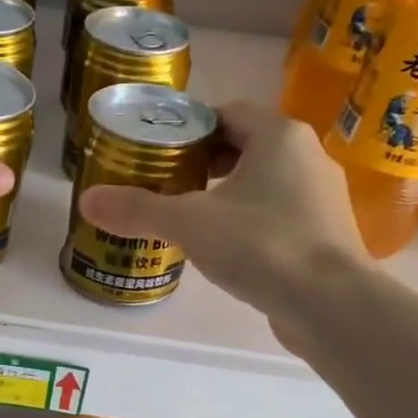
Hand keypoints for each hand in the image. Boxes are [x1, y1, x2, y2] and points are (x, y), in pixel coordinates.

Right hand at [78, 102, 368, 312]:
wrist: (331, 304)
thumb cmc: (261, 244)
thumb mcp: (189, 223)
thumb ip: (137, 209)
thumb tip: (87, 200)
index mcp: (279, 136)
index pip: (228, 114)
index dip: (191, 129)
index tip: (160, 152)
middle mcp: (308, 156)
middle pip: (246, 146)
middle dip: (205, 163)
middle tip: (167, 184)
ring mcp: (322, 197)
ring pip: (264, 183)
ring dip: (228, 194)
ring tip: (189, 218)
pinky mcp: (326, 234)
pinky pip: (279, 214)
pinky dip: (250, 222)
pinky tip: (226, 249)